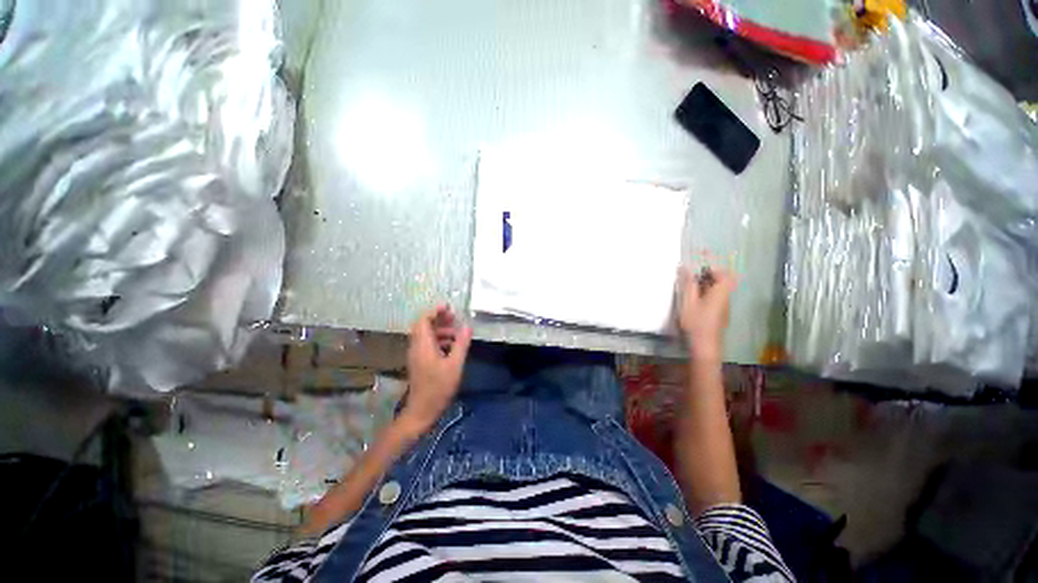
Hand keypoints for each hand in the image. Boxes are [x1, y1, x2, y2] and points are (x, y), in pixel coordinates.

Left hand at [400, 306, 472, 434]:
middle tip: (454, 317)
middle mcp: (416, 347)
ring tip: (456, 333)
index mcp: (423, 345)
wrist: (422, 411)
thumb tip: (467, 326)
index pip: (423, 320)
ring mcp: (416, 355)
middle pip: (424, 326)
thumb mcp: (455, 365)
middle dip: (439, 319)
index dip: (435, 311)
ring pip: (426, 335)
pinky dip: (438, 340)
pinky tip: (451, 346)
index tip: (448, 307)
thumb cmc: (439, 387)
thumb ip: (461, 344)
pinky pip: (427, 344)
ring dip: (440, 330)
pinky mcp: (419, 362)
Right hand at [677, 266, 735, 361]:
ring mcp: (724, 307)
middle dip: (707, 277)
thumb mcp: (688, 301)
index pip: (724, 274)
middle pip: (722, 282)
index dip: (713, 269)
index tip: (699, 270)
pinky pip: (715, 298)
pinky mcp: (720, 314)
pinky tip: (694, 302)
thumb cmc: (696, 321)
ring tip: (690, 290)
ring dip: (705, 286)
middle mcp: (726, 298)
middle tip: (691, 279)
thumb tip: (685, 268)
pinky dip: (706, 295)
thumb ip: (688, 284)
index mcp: (720, 293)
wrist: (705, 344)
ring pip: (718, 290)